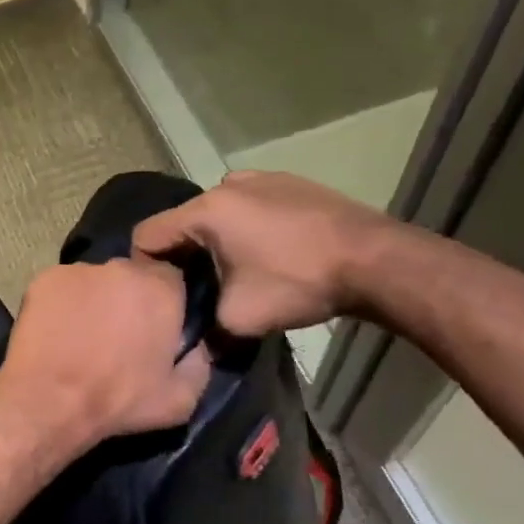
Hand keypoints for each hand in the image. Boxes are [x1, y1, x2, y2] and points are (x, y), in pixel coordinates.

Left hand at [0, 257, 211, 446]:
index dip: (165, 303)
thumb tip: (197, 346)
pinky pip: (62, 288)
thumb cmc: (117, 400)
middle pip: (131, 277)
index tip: (156, 328)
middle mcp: (120, 268)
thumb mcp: (181, 399)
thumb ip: (199, 363)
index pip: (173, 280)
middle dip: (129, 300)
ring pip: (95, 281)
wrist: (49, 400)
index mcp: (161, 289)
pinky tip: (57, 331)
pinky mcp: (43, 279)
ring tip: (83, 335)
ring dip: (95, 300)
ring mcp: (77, 270)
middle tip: (118, 334)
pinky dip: (62, 304)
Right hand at [132, 170, 400, 336]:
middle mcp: (226, 185)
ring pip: (215, 215)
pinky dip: (245, 229)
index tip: (162, 295)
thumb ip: (203, 330)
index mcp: (205, 210)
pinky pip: (247, 206)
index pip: (146, 234)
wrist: (379, 262)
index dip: (144, 268)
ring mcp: (261, 178)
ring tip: (235, 272)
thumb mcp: (239, 320)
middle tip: (199, 290)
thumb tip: (192, 345)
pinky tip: (268, 255)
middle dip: (182, 256)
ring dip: (214, 242)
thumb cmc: (299, 283)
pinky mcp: (290, 182)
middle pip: (181, 224)